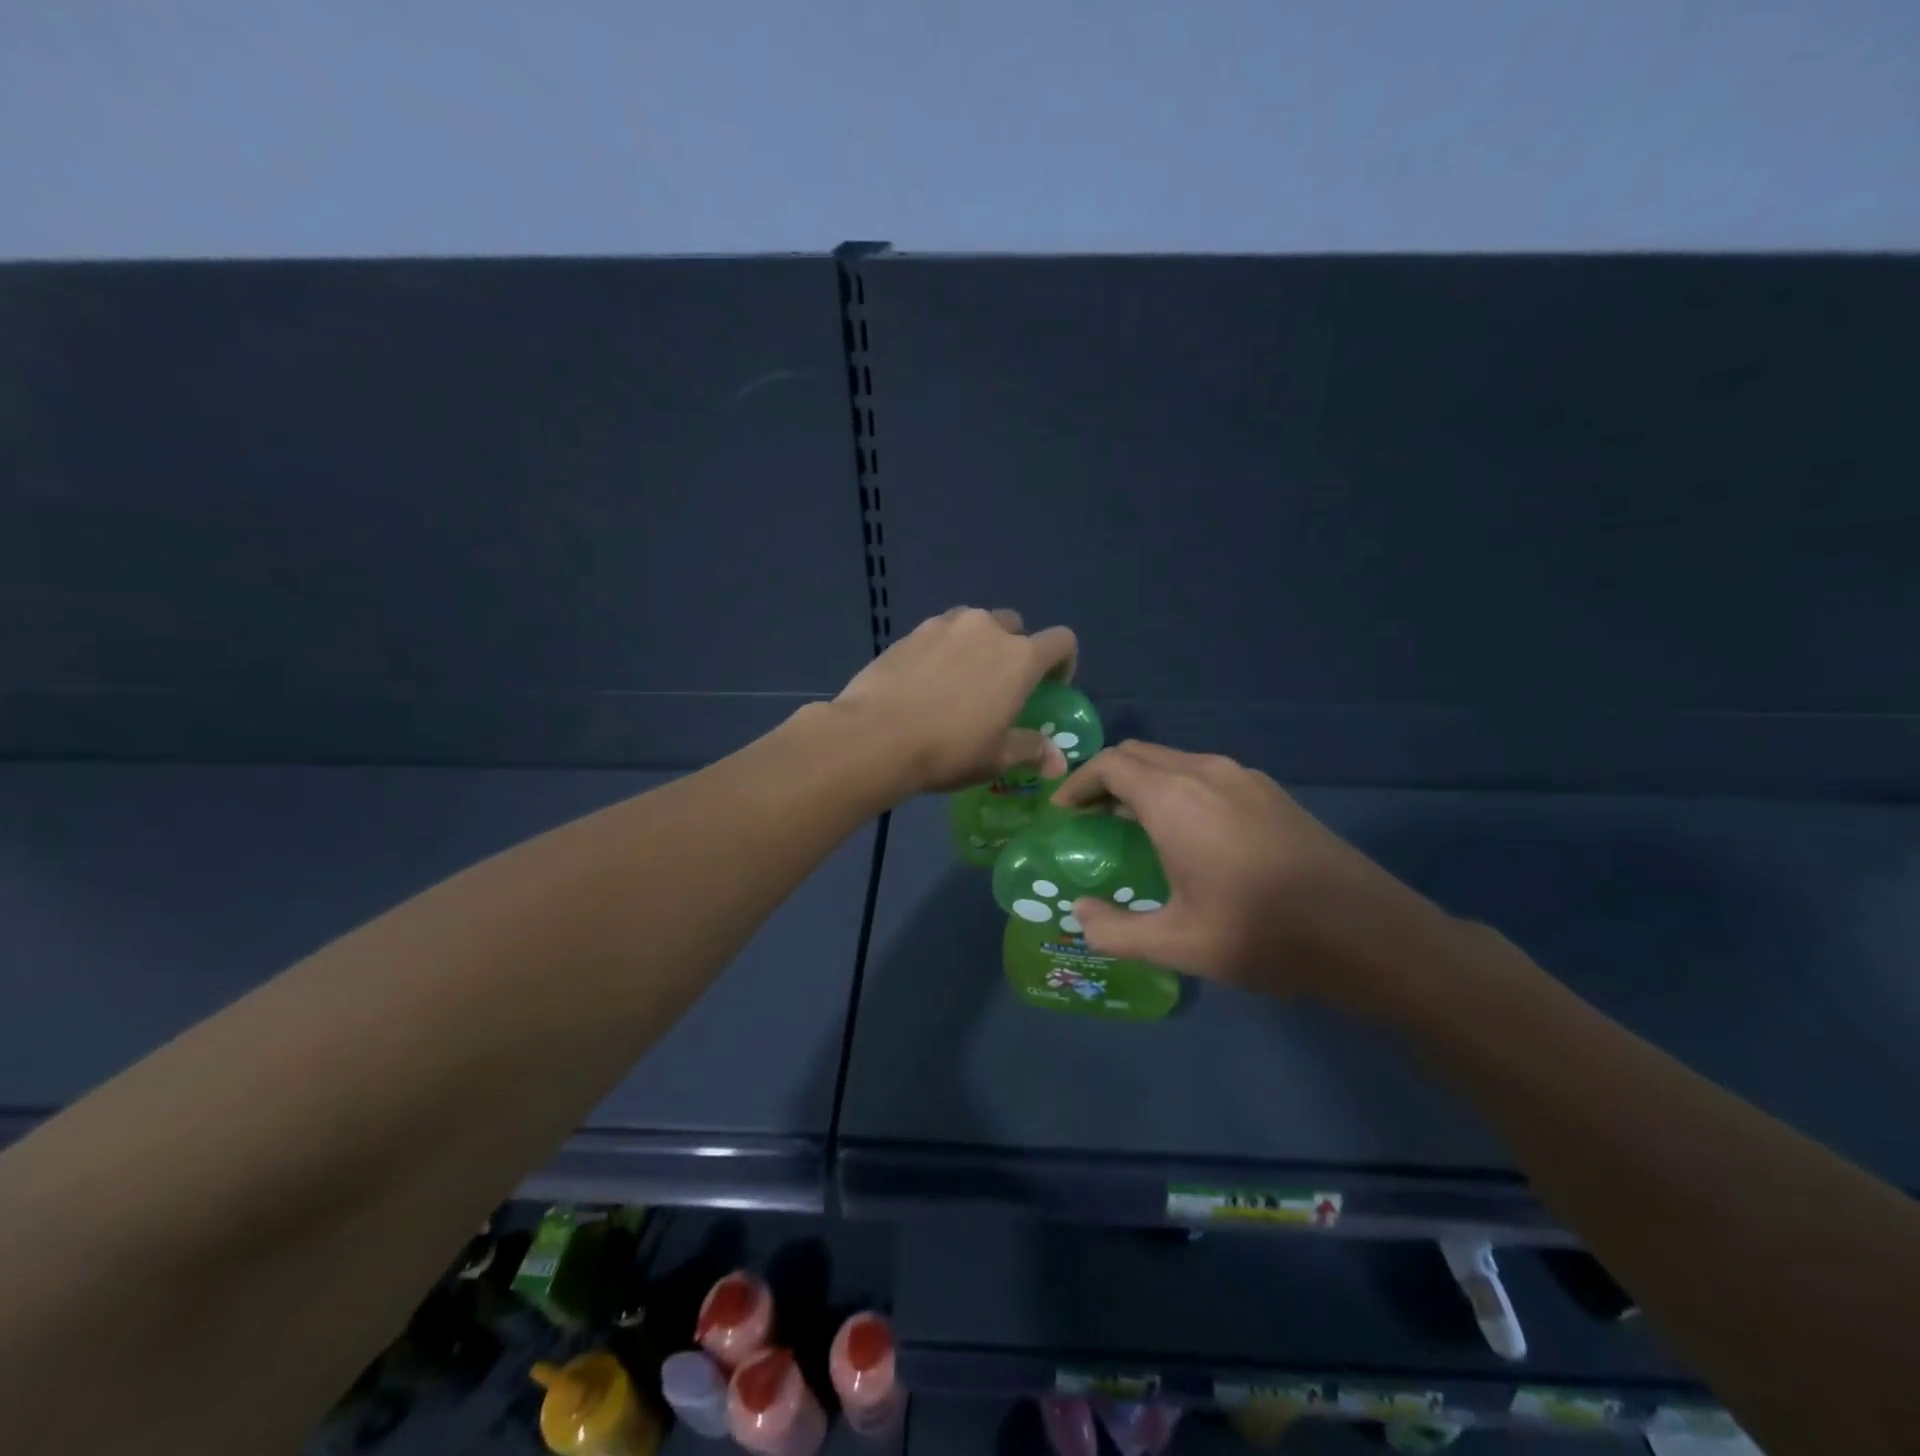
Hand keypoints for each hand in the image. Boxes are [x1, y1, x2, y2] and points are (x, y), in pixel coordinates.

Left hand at [833, 607, 1077, 796]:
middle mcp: (987, 629)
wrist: (875, 736)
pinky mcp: (911, 631)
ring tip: (961, 680)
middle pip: (1015, 627)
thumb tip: (1058, 761)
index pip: (1061, 641)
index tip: (1051, 687)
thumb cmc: (949, 749)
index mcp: (1020, 658)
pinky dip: (944, 649)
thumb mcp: (996, 758)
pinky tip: (927, 681)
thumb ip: (1032, 750)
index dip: (1063, 662)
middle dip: (1016, 650)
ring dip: (978, 644)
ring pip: (975, 624)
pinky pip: (940, 633)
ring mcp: (945, 625)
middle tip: (1000, 686)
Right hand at [1050, 741, 1454, 1009]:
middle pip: (1140, 754)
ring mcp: (1246, 778)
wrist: (1368, 934)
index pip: (1110, 765)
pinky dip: (1177, 788)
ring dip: (1144, 782)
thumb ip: (1115, 931)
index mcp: (1175, 799)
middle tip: (1090, 817)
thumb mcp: (1178, 944)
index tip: (1061, 812)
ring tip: (1131, 823)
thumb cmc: (1262, 935)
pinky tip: (1187, 831)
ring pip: (1176, 760)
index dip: (1078, 784)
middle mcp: (1206, 773)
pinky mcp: (1272, 792)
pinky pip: (1207, 773)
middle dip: (1107, 778)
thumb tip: (1081, 916)